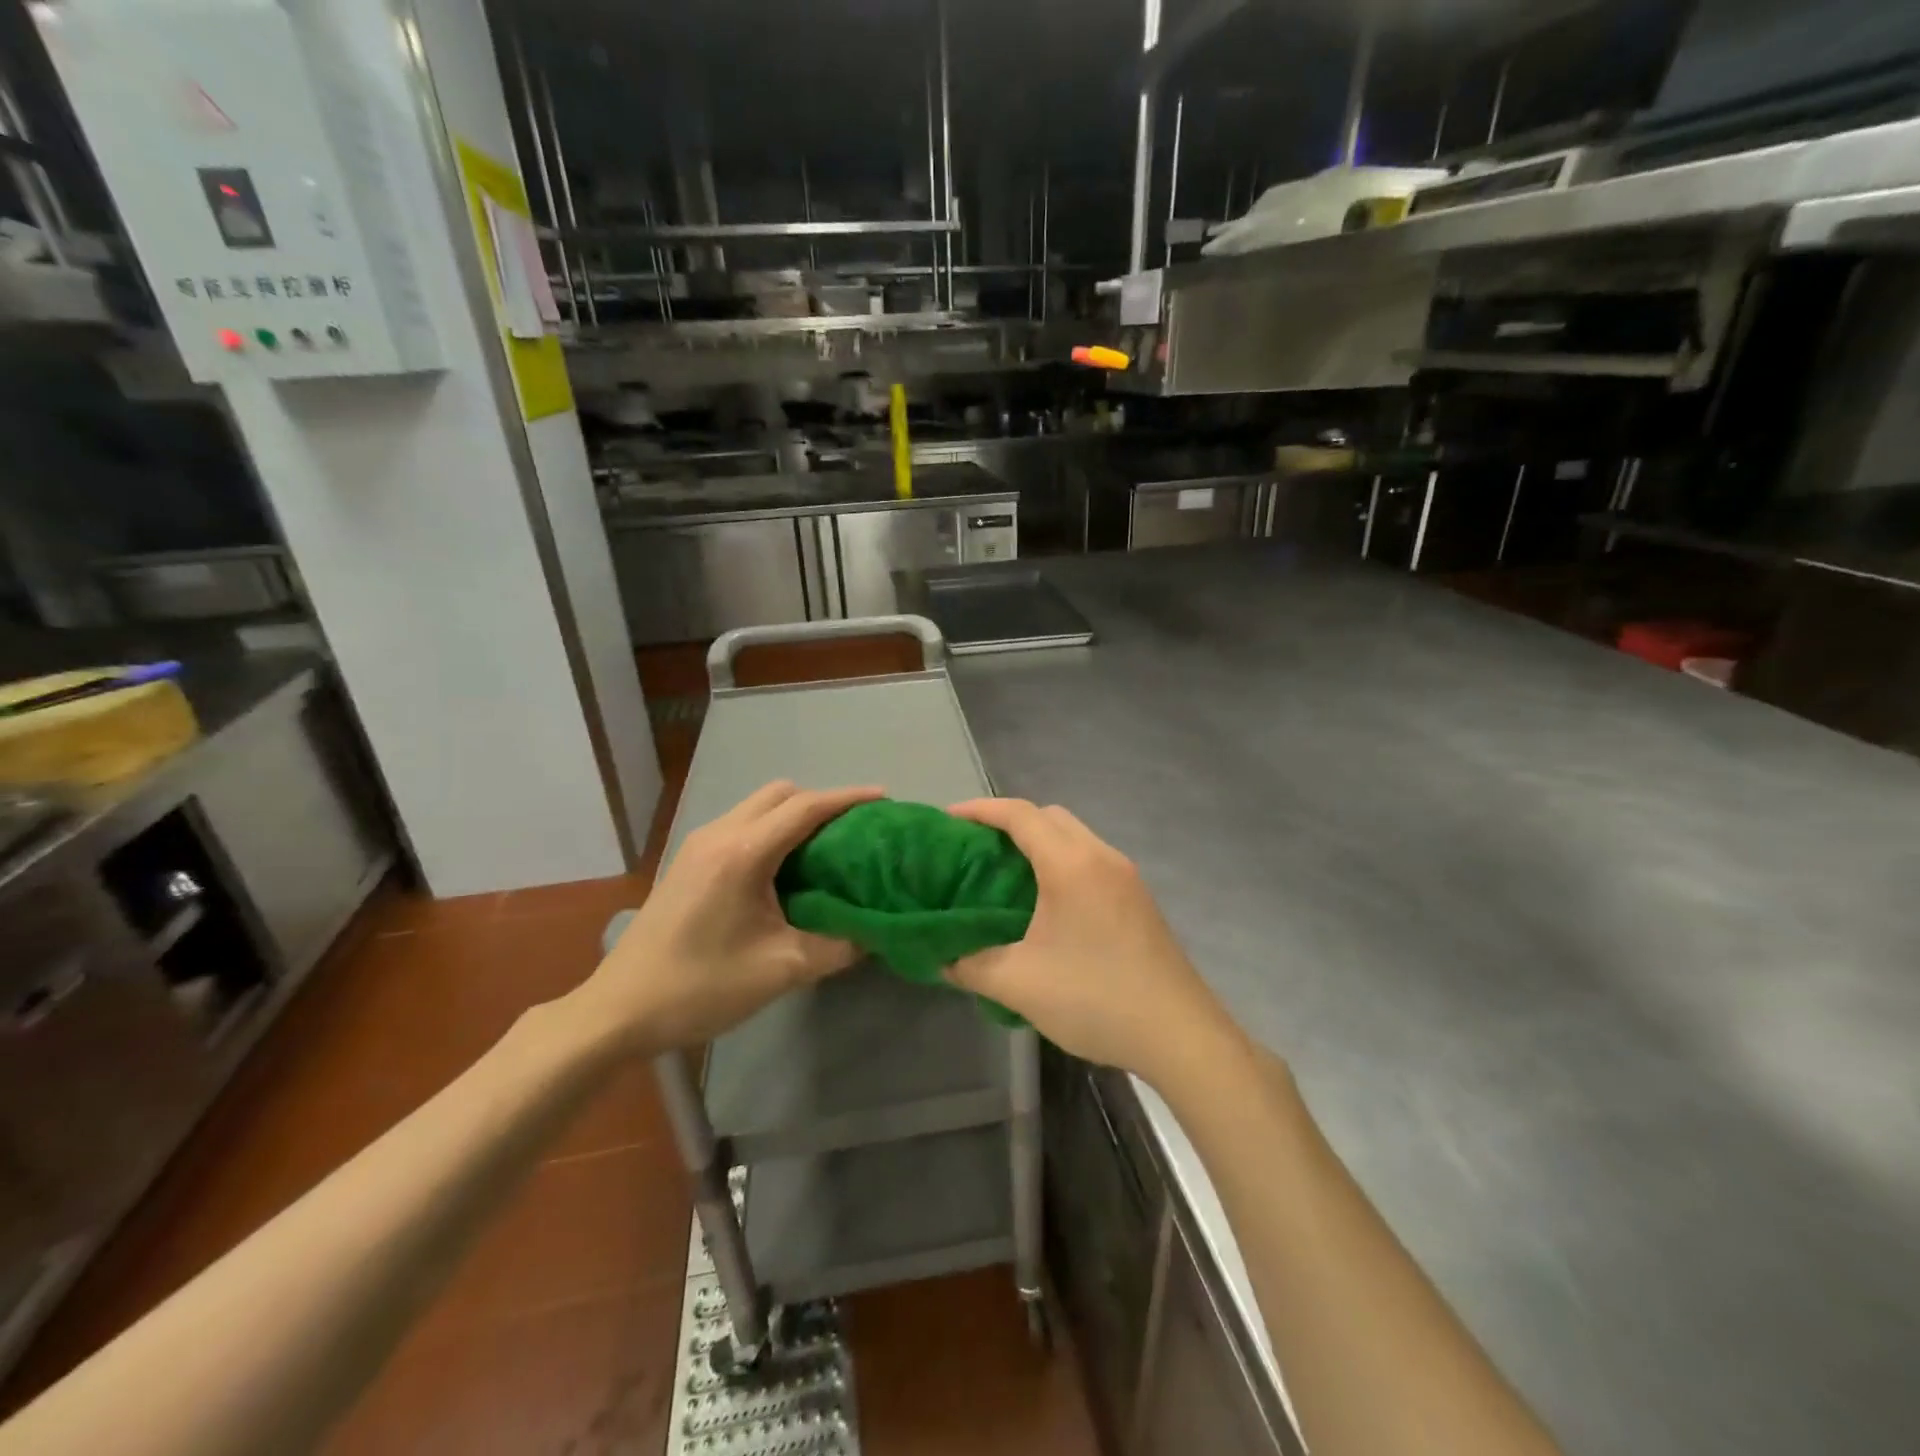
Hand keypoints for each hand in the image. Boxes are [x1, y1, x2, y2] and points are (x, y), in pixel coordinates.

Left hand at [571, 781, 881, 1054]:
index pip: (805, 807)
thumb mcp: (781, 970)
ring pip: (758, 806)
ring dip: (795, 815)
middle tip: (855, 831)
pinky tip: (786, 867)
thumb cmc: (700, 987)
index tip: (884, 799)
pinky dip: (772, 829)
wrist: (618, 1011)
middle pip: (781, 793)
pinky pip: (742, 825)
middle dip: (822, 802)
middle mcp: (719, 834)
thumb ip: (837, 946)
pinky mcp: (688, 860)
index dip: (848, 798)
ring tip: (828, 847)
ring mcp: (698, 844)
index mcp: (743, 853)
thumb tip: (875, 932)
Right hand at [946, 799, 1243, 1087]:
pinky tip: (1046, 904)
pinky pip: (1091, 861)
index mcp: (1071, 865)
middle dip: (1009, 822)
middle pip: (1050, 817)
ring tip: (1004, 875)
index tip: (947, 820)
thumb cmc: (1095, 999)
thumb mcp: (1019, 985)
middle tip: (975, 850)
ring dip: (1039, 843)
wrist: (1180, 1035)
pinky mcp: (1139, 899)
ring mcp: (1126, 877)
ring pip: (1074, 837)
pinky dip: (1061, 863)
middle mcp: (1101, 857)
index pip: (1020, 814)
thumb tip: (942, 957)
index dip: (979, 810)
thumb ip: (971, 965)